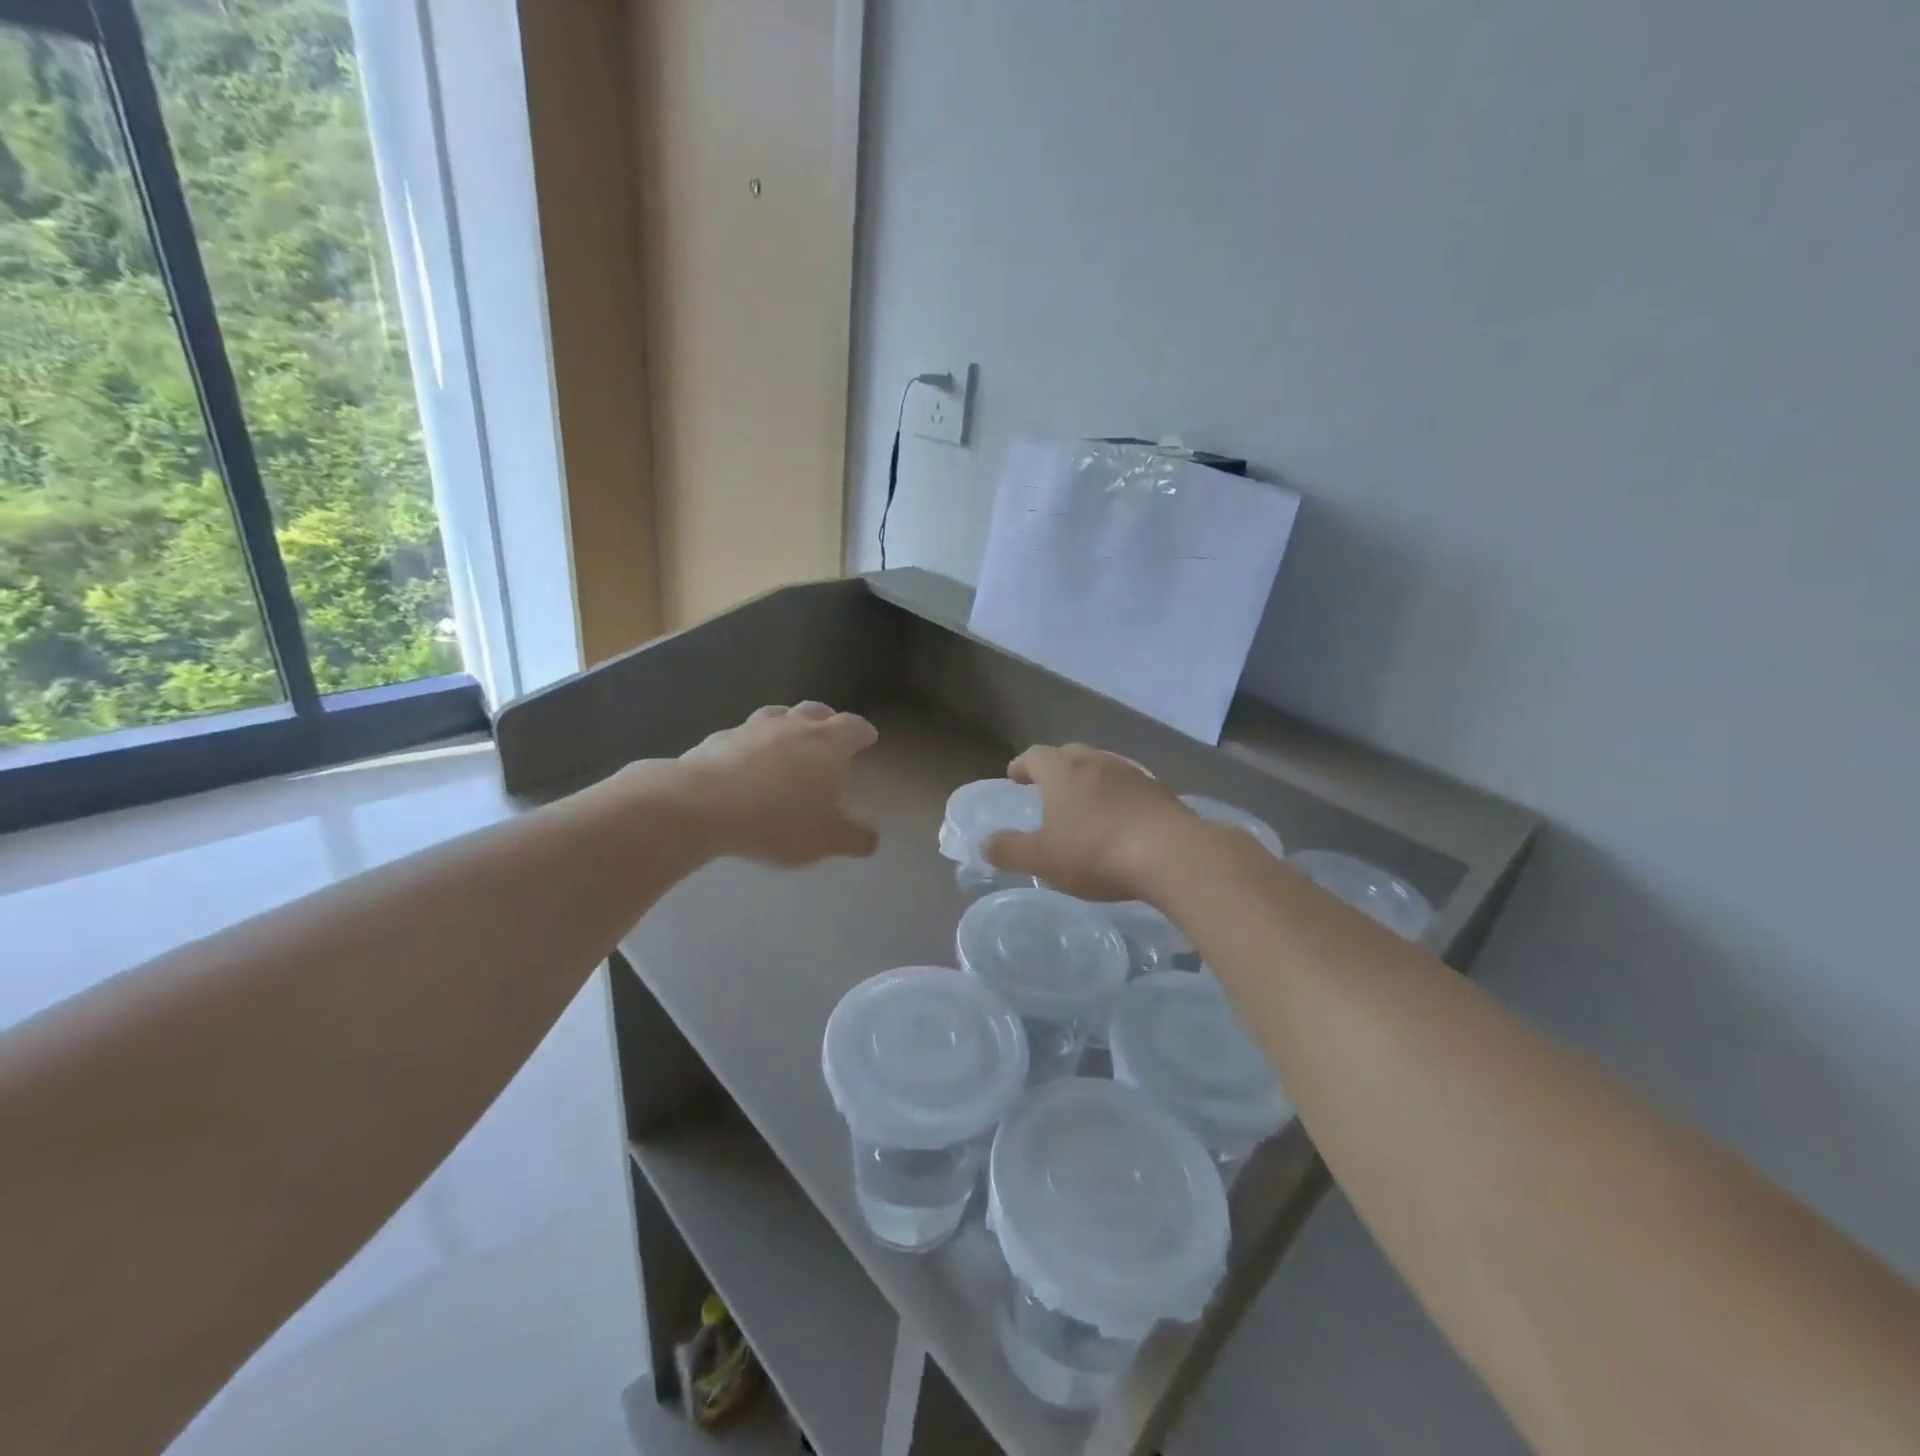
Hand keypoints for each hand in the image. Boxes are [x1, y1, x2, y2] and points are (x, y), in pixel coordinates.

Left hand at [673, 702, 879, 865]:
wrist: (703, 806)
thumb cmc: (779, 819)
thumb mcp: (828, 839)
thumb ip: (856, 837)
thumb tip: (870, 838)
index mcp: (828, 743)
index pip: (854, 727)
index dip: (863, 732)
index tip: (868, 738)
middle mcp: (793, 725)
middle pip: (816, 711)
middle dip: (827, 720)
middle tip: (829, 735)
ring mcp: (752, 728)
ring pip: (777, 716)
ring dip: (786, 726)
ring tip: (787, 744)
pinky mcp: (717, 740)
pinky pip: (742, 737)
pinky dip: (750, 745)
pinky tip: (744, 764)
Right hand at [983, 743, 1195, 900]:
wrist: (1170, 854)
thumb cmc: (1096, 852)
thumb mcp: (1043, 859)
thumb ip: (1010, 850)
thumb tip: (985, 843)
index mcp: (1063, 772)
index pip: (1036, 756)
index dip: (1022, 765)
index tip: (1015, 776)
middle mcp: (1096, 762)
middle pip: (1071, 753)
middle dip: (1056, 766)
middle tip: (1048, 785)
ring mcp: (1132, 774)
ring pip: (1103, 767)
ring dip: (1090, 779)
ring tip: (1084, 802)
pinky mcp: (1160, 792)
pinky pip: (1130, 786)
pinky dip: (1117, 796)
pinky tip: (1120, 818)